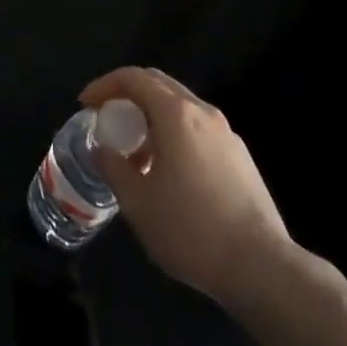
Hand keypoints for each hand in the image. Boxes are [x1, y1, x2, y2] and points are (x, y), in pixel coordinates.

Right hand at [82, 67, 294, 307]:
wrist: (261, 267)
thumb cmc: (191, 230)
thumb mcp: (137, 203)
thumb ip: (114, 168)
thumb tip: (102, 149)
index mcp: (175, 114)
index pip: (133, 78)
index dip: (104, 85)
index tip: (86, 105)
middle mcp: (203, 113)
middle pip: (158, 83)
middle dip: (127, 93)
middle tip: (106, 117)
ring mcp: (226, 134)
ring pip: (180, 106)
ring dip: (151, 115)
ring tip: (134, 151)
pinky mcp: (240, 157)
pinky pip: (198, 128)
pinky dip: (174, 132)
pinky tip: (167, 170)